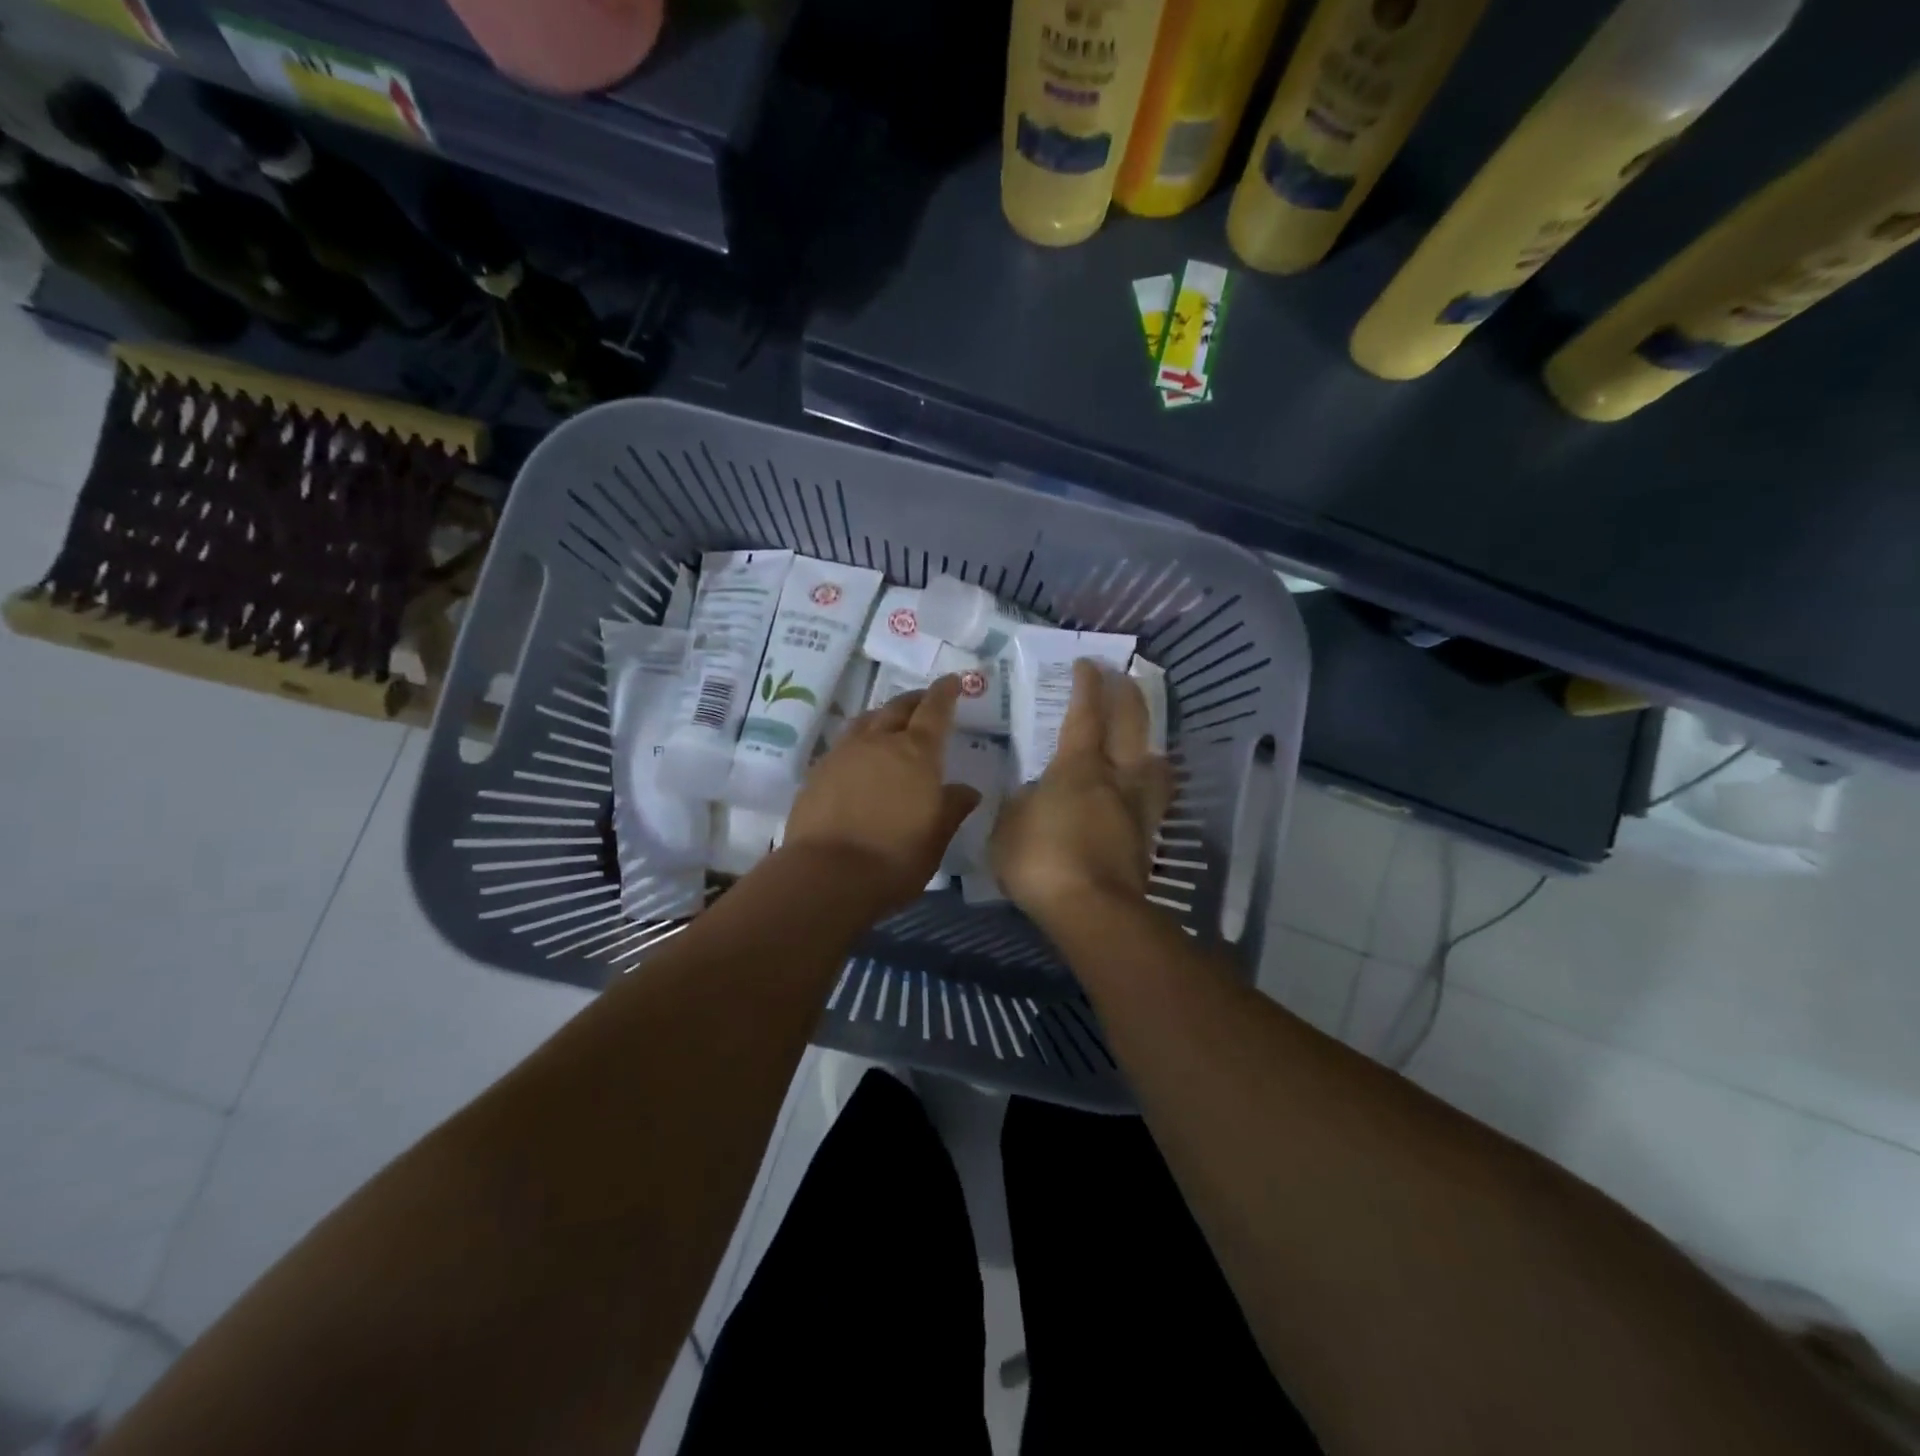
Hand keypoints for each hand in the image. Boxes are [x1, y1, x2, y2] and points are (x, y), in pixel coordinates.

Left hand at [784, 674, 981, 911]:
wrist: (827, 875)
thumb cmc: (894, 858)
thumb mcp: (936, 838)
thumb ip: (952, 808)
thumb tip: (967, 791)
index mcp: (916, 753)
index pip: (934, 710)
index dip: (945, 693)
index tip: (953, 681)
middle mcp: (879, 742)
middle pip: (898, 708)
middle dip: (915, 701)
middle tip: (925, 702)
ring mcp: (844, 753)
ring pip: (867, 720)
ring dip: (883, 715)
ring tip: (891, 723)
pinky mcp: (818, 771)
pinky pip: (844, 742)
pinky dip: (859, 740)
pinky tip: (860, 756)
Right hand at [991, 659, 1172, 925]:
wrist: (1092, 911)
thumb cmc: (1041, 861)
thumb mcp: (1008, 827)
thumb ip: (1019, 804)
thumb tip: (1031, 796)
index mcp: (1078, 768)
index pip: (1086, 714)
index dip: (1087, 686)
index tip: (1088, 663)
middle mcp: (1115, 778)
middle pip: (1131, 725)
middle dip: (1127, 695)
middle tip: (1123, 676)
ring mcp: (1137, 809)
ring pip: (1154, 763)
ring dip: (1150, 740)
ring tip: (1143, 737)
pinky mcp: (1147, 840)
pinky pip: (1153, 799)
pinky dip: (1149, 784)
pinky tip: (1141, 790)